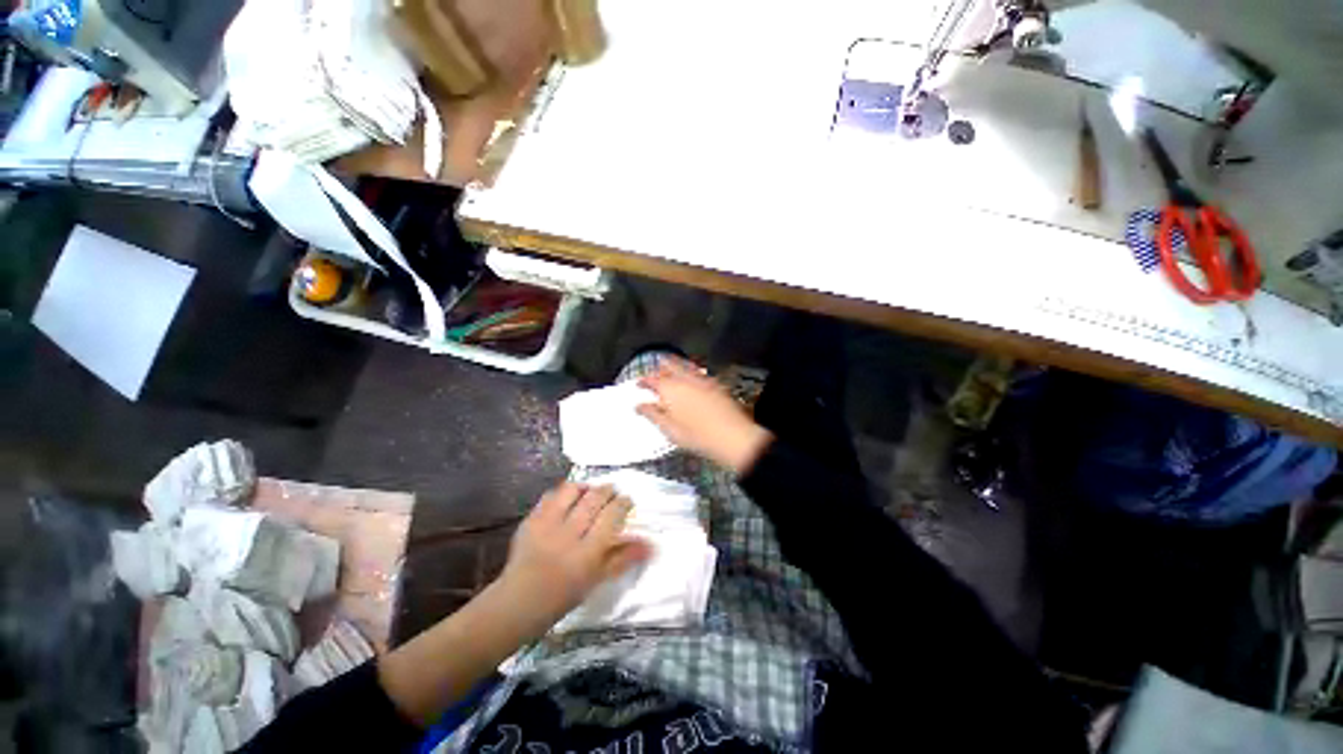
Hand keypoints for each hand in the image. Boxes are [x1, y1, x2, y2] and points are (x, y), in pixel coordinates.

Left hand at [497, 483, 651, 631]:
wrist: (519, 602)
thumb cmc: (564, 595)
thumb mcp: (597, 579)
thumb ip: (623, 558)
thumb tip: (651, 544)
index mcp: (588, 552)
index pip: (611, 515)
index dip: (622, 503)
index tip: (627, 500)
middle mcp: (568, 534)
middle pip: (594, 499)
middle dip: (607, 490)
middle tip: (612, 491)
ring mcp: (547, 525)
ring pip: (571, 491)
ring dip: (585, 486)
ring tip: (590, 490)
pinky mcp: (530, 520)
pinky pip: (550, 496)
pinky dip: (562, 493)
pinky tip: (568, 498)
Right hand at [637, 358, 772, 474]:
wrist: (732, 435)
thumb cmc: (696, 435)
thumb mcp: (669, 429)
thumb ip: (652, 414)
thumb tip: (639, 405)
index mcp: (669, 388)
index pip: (651, 379)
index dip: (643, 381)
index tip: (638, 384)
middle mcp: (684, 378)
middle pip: (669, 366)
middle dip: (660, 367)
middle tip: (655, 371)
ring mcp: (702, 379)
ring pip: (684, 365)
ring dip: (675, 365)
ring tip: (670, 367)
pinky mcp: (715, 383)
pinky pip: (698, 371)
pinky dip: (690, 370)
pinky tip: (691, 377)